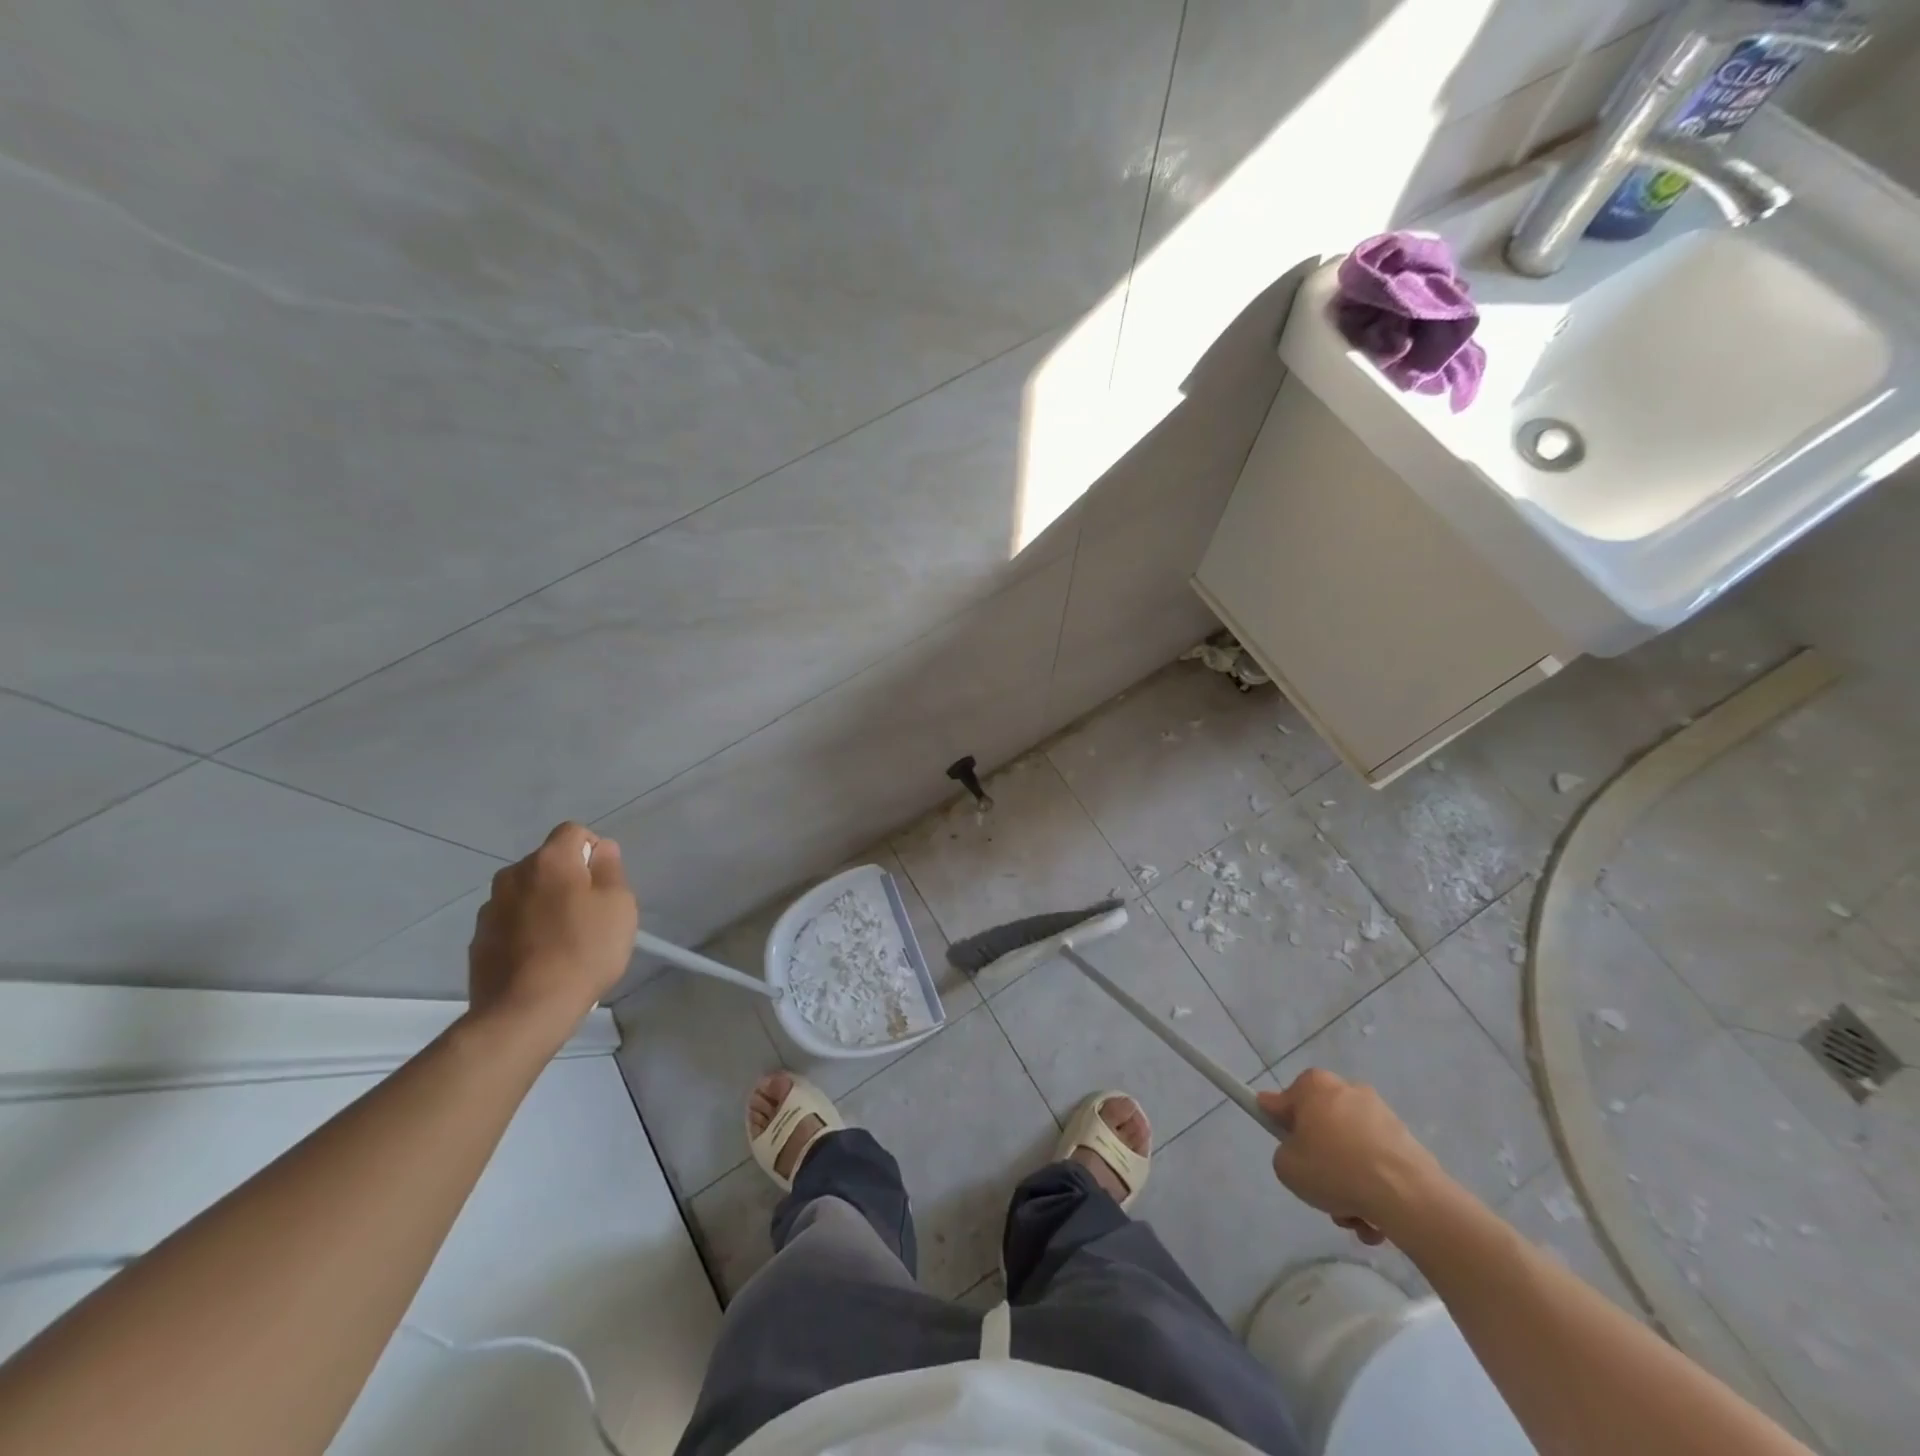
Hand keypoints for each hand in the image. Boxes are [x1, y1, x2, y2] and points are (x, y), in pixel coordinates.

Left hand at [468, 822, 638, 1036]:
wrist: (526, 1010)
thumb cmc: (584, 950)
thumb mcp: (618, 905)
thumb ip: (611, 869)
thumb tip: (601, 849)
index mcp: (550, 860)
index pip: (573, 832)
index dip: (593, 850)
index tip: (604, 882)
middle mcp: (513, 875)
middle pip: (547, 862)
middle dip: (567, 877)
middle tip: (589, 912)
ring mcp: (490, 908)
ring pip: (526, 892)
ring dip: (543, 903)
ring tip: (562, 938)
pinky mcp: (478, 940)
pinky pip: (509, 921)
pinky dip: (524, 929)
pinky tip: (539, 958)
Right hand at [1258, 1069, 1447, 1246]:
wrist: (1409, 1197)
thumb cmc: (1335, 1170)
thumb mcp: (1287, 1167)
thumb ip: (1283, 1153)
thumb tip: (1297, 1148)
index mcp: (1314, 1085)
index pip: (1282, 1102)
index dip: (1277, 1124)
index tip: (1284, 1147)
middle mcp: (1347, 1090)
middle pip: (1321, 1128)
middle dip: (1320, 1161)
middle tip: (1320, 1189)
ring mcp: (1381, 1115)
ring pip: (1350, 1151)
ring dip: (1348, 1183)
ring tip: (1352, 1216)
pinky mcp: (1407, 1142)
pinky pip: (1377, 1165)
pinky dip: (1373, 1190)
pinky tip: (1375, 1221)